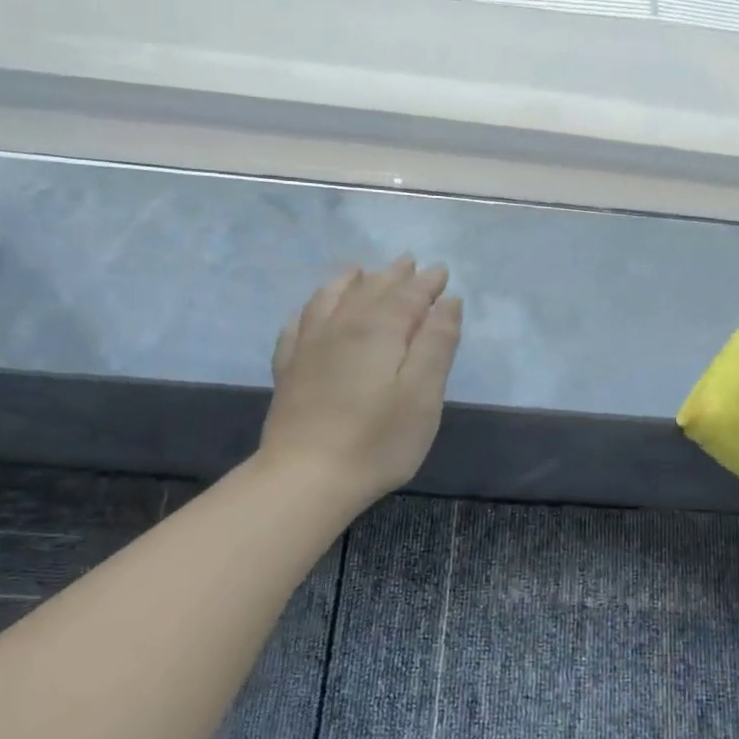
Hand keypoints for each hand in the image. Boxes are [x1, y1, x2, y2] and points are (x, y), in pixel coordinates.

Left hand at [261, 258, 462, 506]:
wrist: (307, 476)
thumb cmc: (378, 440)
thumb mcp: (423, 395)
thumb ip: (436, 344)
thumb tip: (448, 302)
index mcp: (379, 331)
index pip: (408, 296)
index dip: (427, 283)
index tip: (441, 271)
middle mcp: (342, 327)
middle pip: (371, 290)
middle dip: (394, 275)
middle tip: (409, 262)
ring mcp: (309, 346)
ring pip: (331, 298)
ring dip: (351, 281)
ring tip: (361, 270)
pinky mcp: (289, 368)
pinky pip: (299, 323)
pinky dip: (312, 307)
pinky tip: (313, 309)